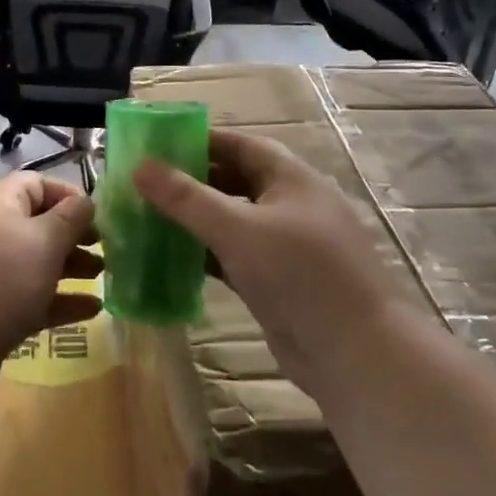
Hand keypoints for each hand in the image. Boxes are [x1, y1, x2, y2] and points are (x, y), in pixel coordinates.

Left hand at [0, 174, 101, 384]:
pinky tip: (93, 309)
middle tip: (108, 250)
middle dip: (76, 235)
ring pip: (38, 261)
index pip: (38, 184)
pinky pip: (33, 296)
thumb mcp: (43, 241)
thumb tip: (86, 201)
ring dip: (72, 266)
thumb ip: (70, 218)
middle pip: (40, 224)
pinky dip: (61, 299)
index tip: (101, 217)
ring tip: (104, 277)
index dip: (71, 196)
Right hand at [133, 128, 413, 386]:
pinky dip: (205, 254)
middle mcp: (290, 206)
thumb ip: (187, 198)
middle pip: (235, 181)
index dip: (201, 141)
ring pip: (232, 222)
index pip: (241, 145)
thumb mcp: (238, 229)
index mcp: (292, 179)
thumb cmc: (300, 275)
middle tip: (144, 183)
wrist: (355, 354)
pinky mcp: (277, 282)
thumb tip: (140, 166)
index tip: (157, 144)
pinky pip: (234, 257)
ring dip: (195, 220)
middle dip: (192, 181)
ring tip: (147, 217)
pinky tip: (170, 258)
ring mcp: (286, 246)